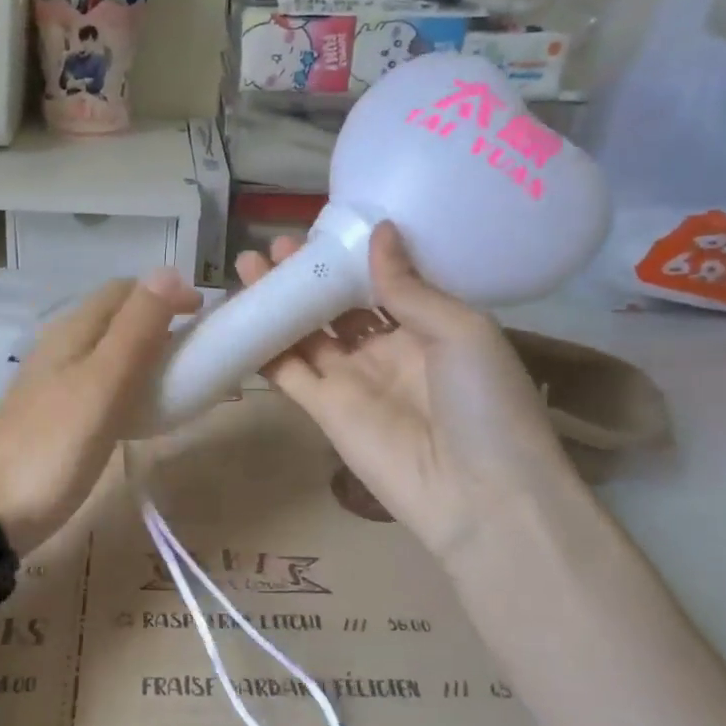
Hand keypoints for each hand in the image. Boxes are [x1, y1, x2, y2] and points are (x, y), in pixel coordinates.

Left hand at [0, 268, 202, 552]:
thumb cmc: (54, 445)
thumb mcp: (103, 383)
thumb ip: (136, 329)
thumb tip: (169, 271)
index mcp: (73, 330)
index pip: (125, 289)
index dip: (166, 293)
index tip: (203, 317)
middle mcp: (62, 345)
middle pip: (116, 316)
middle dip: (159, 320)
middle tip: (195, 350)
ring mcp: (55, 379)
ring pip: (109, 348)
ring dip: (146, 351)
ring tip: (176, 378)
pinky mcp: (55, 412)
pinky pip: (100, 381)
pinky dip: (129, 382)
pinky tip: (141, 408)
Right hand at [237, 222, 572, 564]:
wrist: (480, 495)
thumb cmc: (485, 402)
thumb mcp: (462, 330)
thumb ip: (409, 286)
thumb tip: (379, 230)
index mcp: (429, 326)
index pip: (380, 282)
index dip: (349, 257)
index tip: (319, 229)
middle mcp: (387, 350)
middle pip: (337, 306)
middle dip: (307, 276)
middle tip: (274, 247)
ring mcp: (353, 381)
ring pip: (306, 333)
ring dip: (279, 302)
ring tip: (249, 266)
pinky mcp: (325, 411)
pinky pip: (288, 372)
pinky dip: (263, 347)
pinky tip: (241, 315)